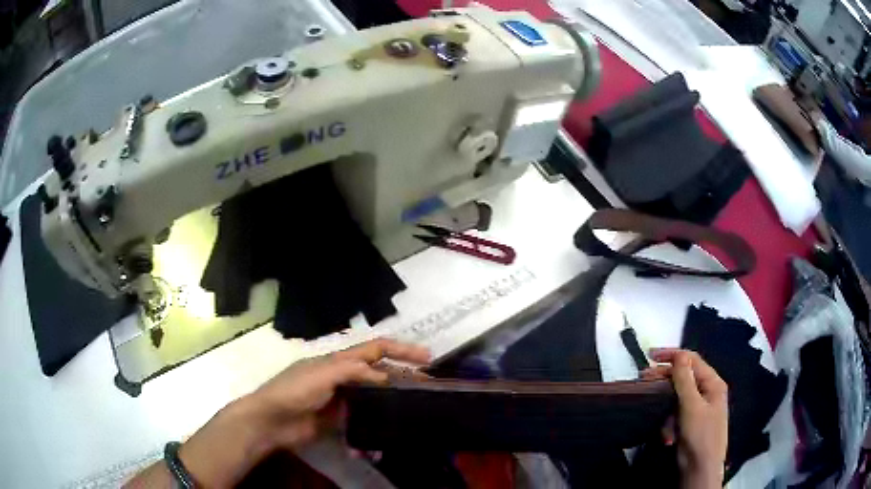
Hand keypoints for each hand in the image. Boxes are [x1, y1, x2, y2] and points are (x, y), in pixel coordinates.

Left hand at [177, 339, 429, 487]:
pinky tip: (386, 434)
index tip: (427, 358)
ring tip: (414, 411)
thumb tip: (386, 377)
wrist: (271, 421)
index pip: (375, 349)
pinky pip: (363, 421)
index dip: (401, 350)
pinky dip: (375, 427)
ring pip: (374, 398)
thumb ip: (354, 372)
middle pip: (379, 374)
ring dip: (393, 403)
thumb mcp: (323, 374)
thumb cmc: (294, 390)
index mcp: (339, 361)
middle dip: (403, 377)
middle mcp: (344, 378)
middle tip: (428, 387)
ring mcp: (343, 400)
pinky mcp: (340, 421)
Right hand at [643, 349, 727, 488]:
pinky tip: (665, 433)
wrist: (700, 469)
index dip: (672, 355)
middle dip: (664, 379)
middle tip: (642, 380)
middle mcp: (707, 392)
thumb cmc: (700, 435)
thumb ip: (685, 380)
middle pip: (683, 377)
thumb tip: (680, 355)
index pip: (692, 360)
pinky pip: (676, 413)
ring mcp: (698, 408)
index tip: (649, 356)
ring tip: (652, 411)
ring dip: (665, 404)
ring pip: (677, 397)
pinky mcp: (689, 423)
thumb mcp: (692, 406)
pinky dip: (668, 421)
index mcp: (712, 383)